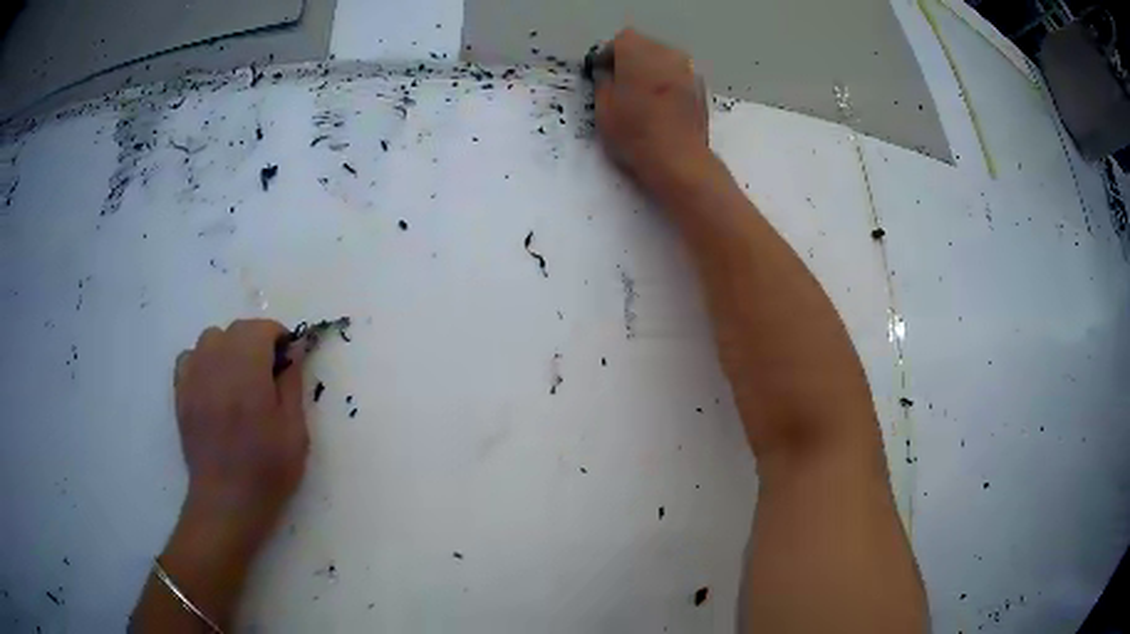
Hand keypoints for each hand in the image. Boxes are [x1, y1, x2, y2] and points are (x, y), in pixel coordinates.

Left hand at [174, 319, 307, 545]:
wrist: (227, 502)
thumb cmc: (268, 471)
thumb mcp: (295, 432)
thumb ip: (292, 384)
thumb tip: (295, 349)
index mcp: (247, 373)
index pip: (260, 329)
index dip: (278, 337)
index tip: (288, 359)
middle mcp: (216, 366)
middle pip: (235, 330)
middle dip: (256, 341)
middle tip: (267, 372)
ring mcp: (194, 378)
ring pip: (210, 339)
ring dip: (229, 348)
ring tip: (239, 377)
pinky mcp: (181, 394)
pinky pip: (190, 358)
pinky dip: (204, 361)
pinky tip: (214, 386)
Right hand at [595, 29, 710, 198]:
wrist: (679, 160)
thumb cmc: (634, 133)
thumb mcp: (603, 109)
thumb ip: (603, 83)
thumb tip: (608, 75)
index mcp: (638, 53)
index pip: (621, 40)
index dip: (609, 55)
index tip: (602, 72)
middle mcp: (666, 54)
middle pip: (645, 46)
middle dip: (632, 60)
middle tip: (621, 83)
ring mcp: (688, 70)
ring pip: (665, 61)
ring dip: (652, 71)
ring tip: (642, 95)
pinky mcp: (701, 88)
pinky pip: (679, 77)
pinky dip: (668, 84)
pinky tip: (662, 107)